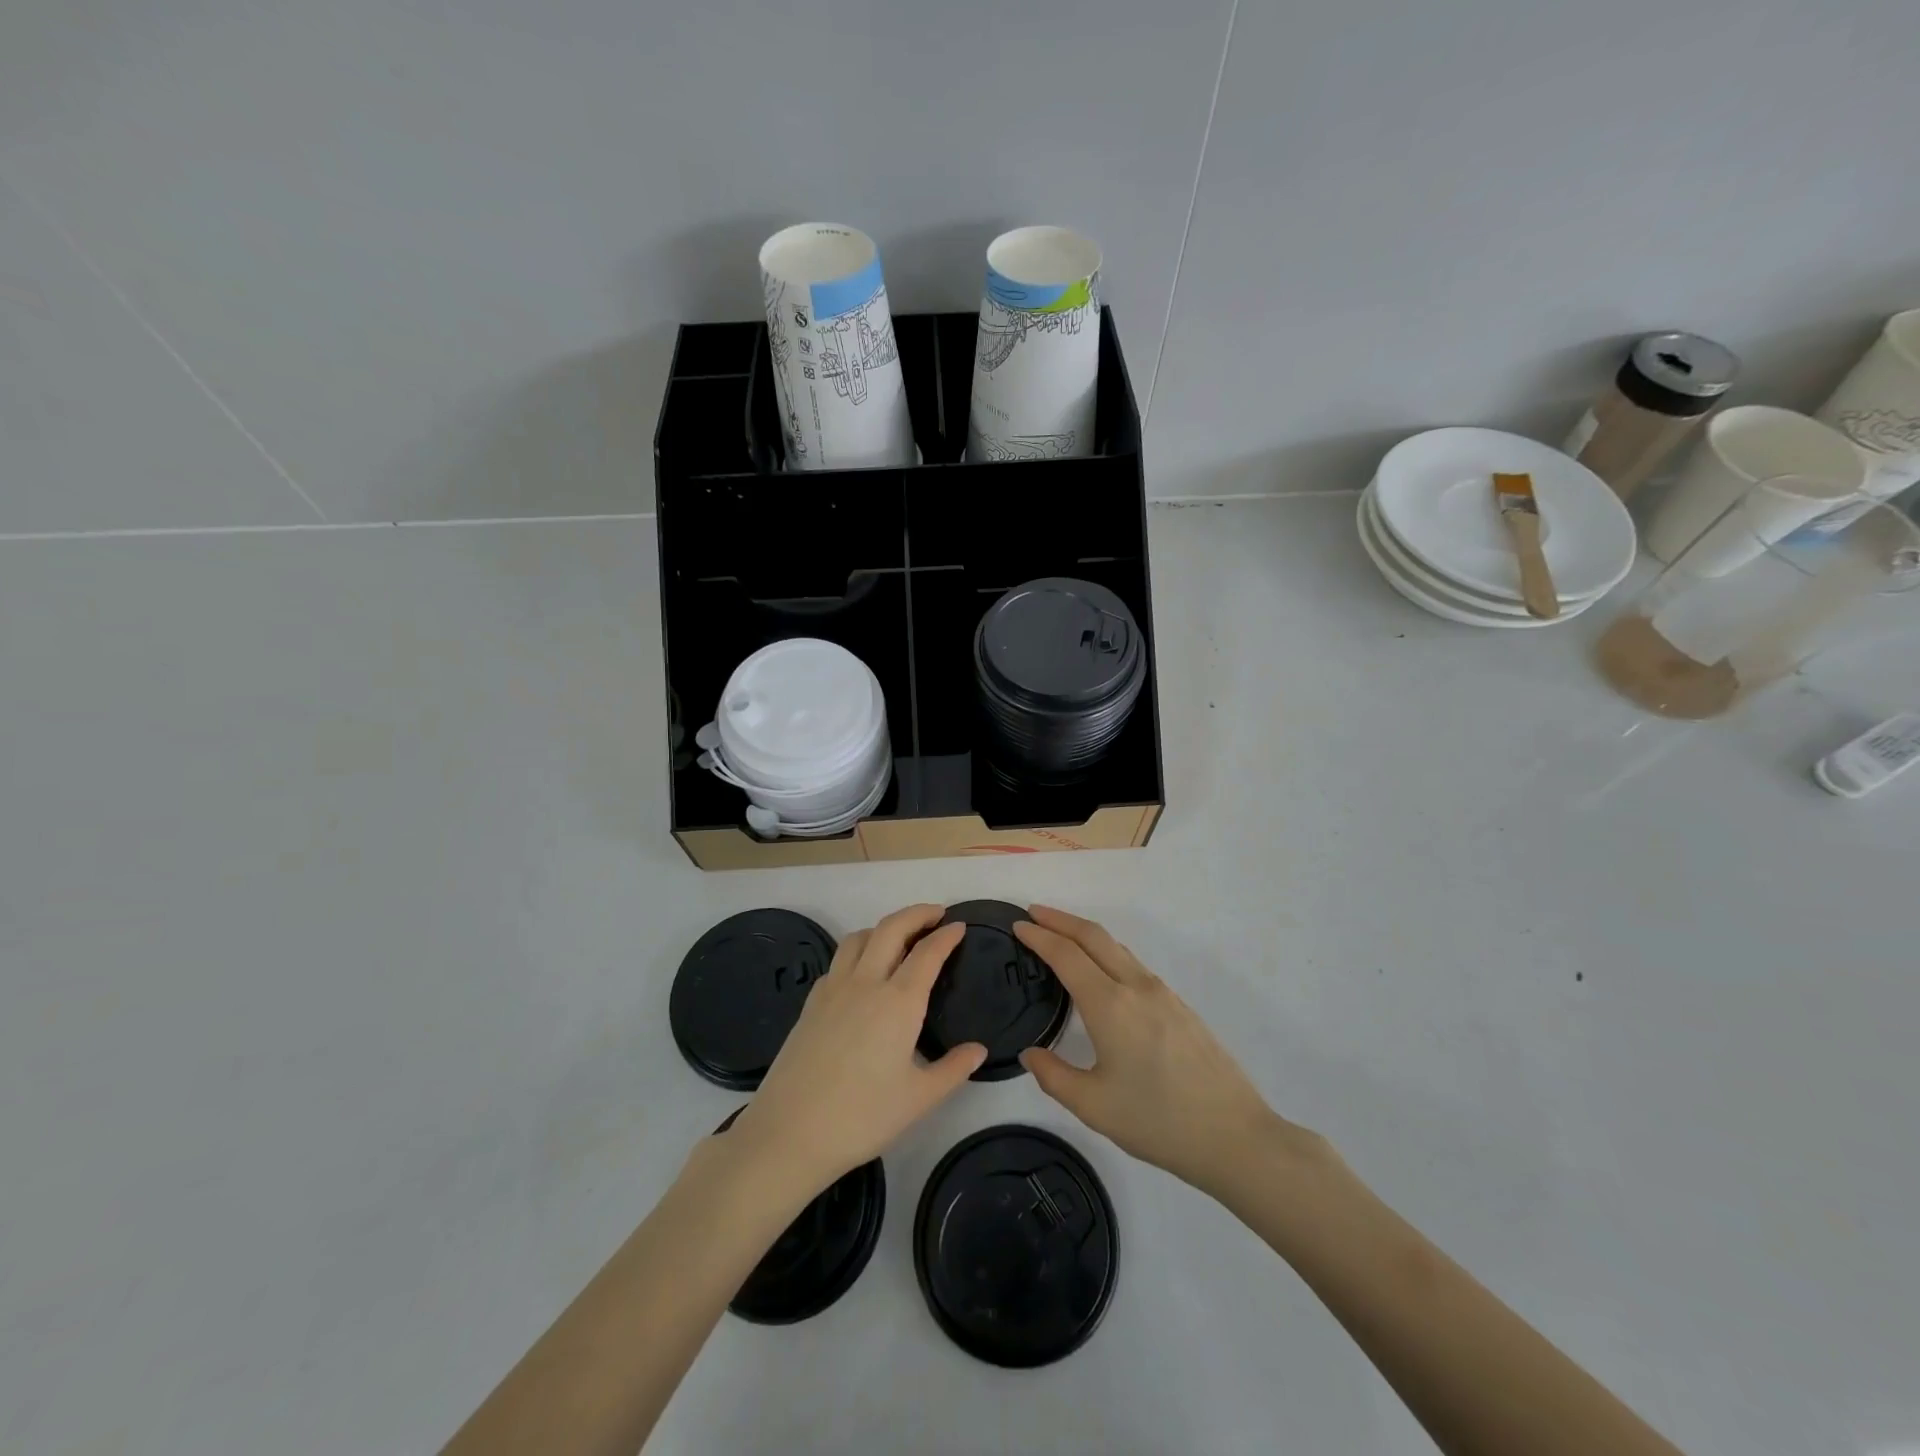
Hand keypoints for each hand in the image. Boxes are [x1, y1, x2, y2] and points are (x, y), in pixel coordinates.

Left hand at [721, 905, 984, 1200]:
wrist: (789, 1133)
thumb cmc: (862, 1117)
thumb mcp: (919, 1099)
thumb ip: (953, 1069)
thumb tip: (979, 1050)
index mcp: (899, 1002)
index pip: (927, 953)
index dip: (946, 936)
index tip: (959, 926)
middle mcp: (866, 983)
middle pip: (891, 928)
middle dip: (916, 914)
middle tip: (936, 914)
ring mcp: (833, 990)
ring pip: (859, 937)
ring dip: (883, 928)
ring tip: (899, 938)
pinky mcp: (811, 1003)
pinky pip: (837, 961)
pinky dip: (857, 952)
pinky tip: (862, 973)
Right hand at [1015, 905, 1318, 1196]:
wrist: (1235, 1136)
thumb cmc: (1158, 1121)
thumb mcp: (1094, 1106)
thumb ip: (1054, 1076)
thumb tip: (1031, 1054)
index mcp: (1110, 1005)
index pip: (1066, 955)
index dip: (1039, 936)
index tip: (1017, 926)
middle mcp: (1136, 987)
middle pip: (1094, 936)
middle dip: (1061, 919)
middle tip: (1033, 914)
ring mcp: (1162, 993)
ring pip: (1117, 947)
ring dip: (1085, 934)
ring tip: (1061, 937)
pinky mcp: (1179, 1006)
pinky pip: (1133, 965)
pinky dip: (1107, 953)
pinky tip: (1101, 973)